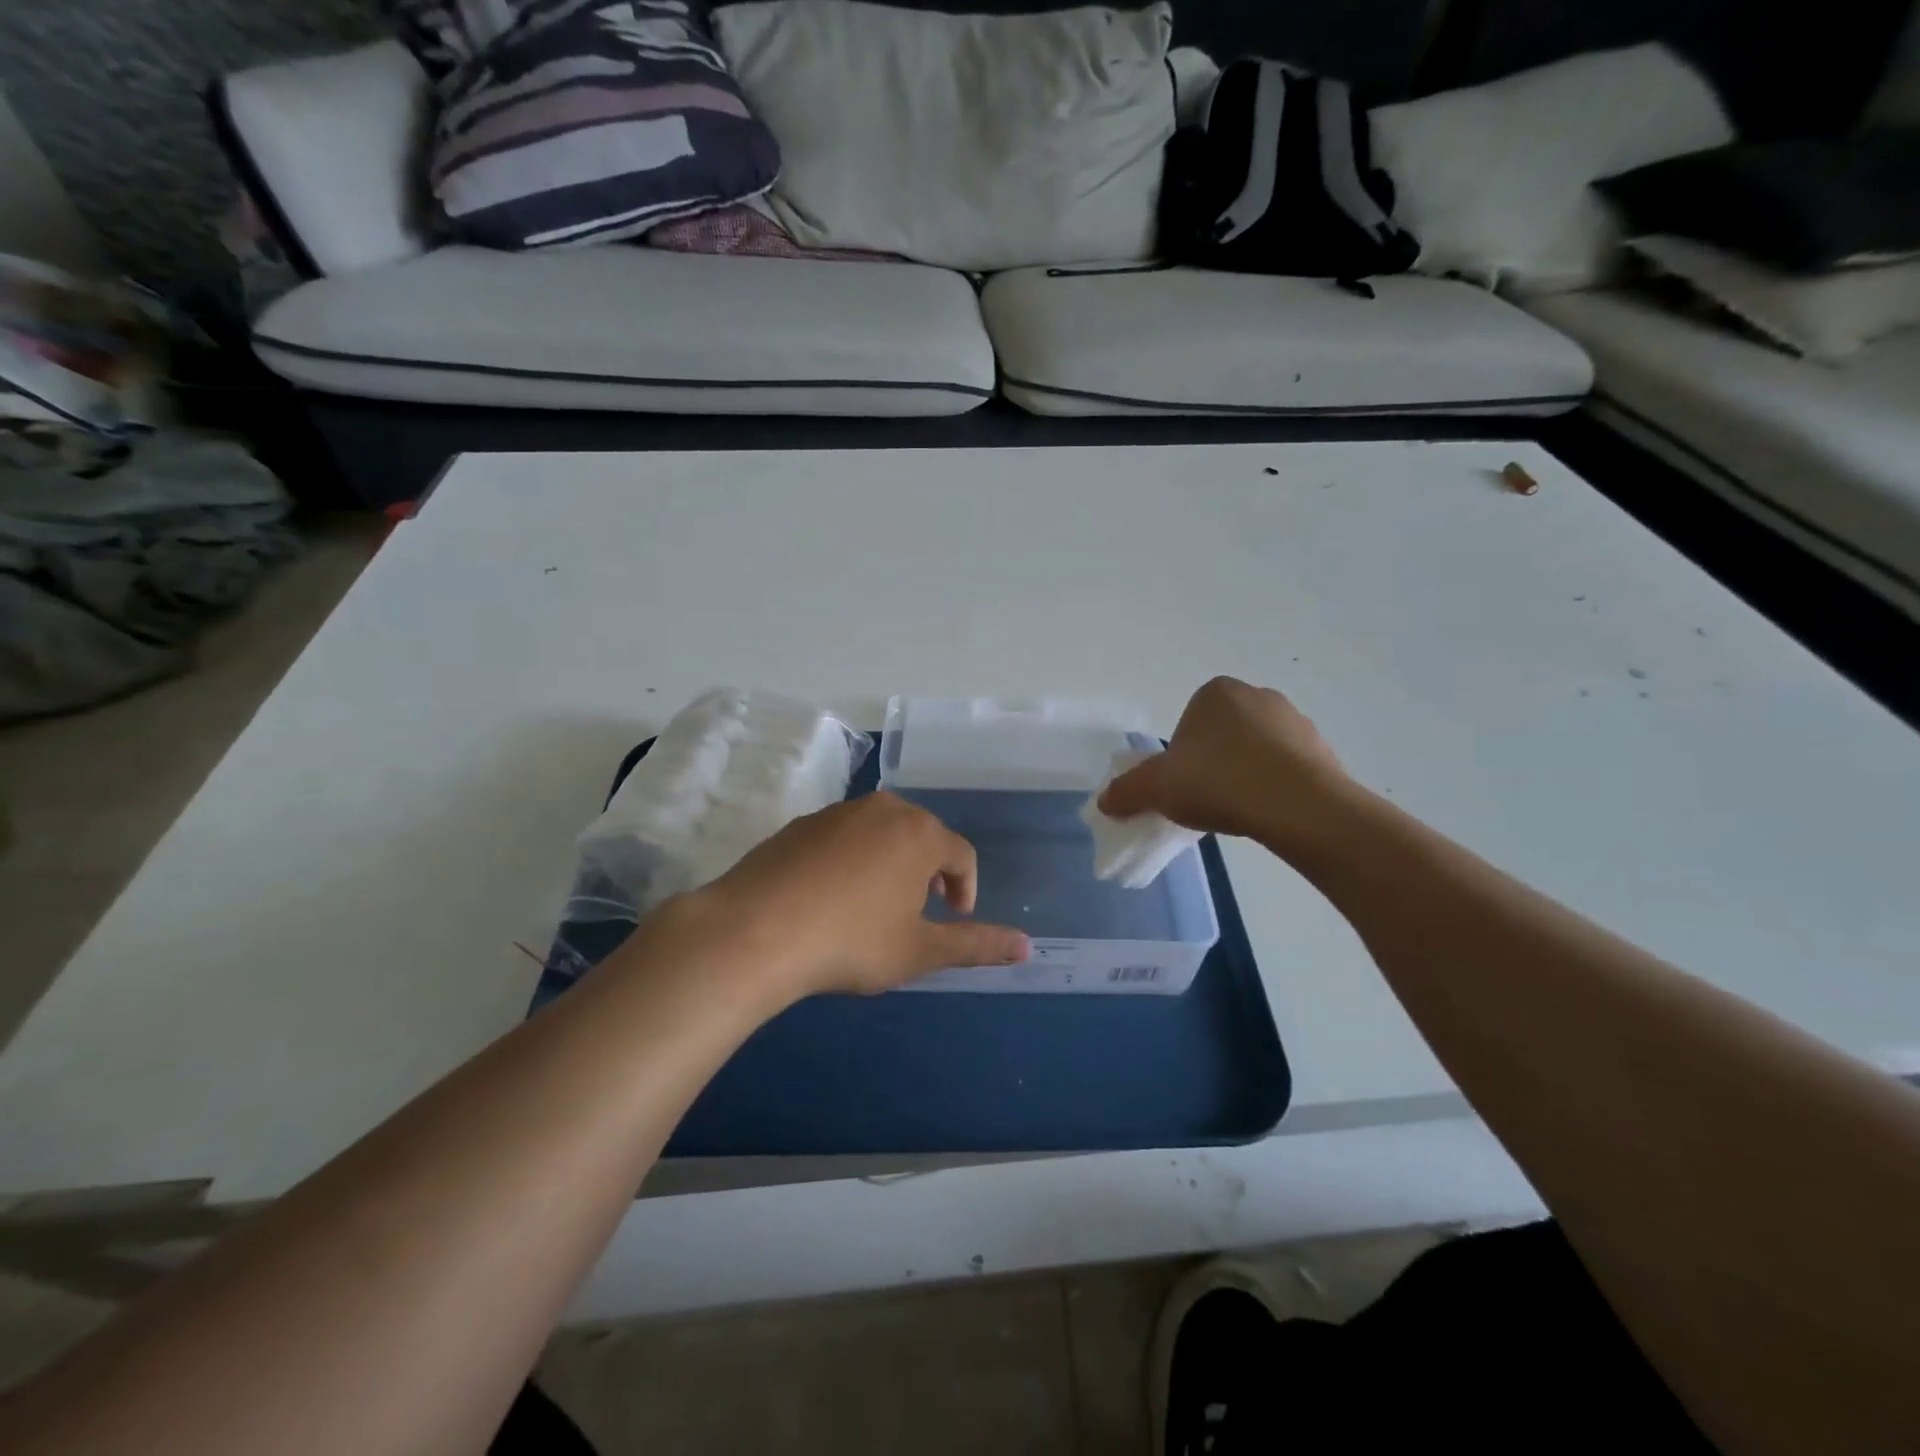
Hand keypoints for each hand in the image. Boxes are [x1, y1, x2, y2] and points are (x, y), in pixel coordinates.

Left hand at [676, 792, 1029, 1001]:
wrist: (754, 931)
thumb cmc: (851, 941)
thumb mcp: (918, 951)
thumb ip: (976, 945)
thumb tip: (1026, 946)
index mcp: (920, 833)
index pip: (962, 855)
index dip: (966, 890)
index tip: (955, 921)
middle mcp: (883, 809)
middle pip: (922, 837)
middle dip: (929, 874)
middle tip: (917, 914)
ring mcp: (837, 812)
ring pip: (881, 833)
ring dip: (890, 865)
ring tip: (874, 907)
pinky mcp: (800, 824)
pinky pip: (843, 837)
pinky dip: (851, 861)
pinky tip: (830, 898)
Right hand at [1099, 677, 1354, 847]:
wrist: (1298, 807)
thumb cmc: (1219, 782)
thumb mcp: (1157, 788)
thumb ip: (1127, 790)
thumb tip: (1104, 801)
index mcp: (1216, 692)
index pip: (1186, 723)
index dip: (1179, 757)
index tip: (1182, 786)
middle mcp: (1257, 695)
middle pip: (1220, 735)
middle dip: (1212, 763)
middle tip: (1206, 799)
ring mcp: (1295, 720)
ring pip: (1254, 750)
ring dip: (1243, 774)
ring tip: (1238, 809)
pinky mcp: (1322, 749)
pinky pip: (1286, 767)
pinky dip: (1273, 785)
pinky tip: (1267, 811)